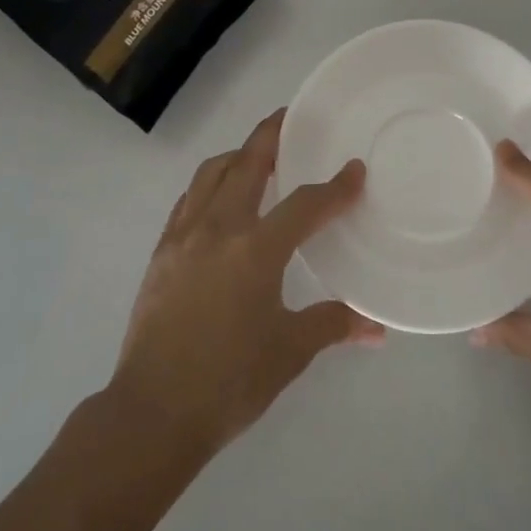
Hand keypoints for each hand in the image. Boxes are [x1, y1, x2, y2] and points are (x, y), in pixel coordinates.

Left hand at [107, 110, 383, 458]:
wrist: (154, 411)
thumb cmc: (229, 381)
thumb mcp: (290, 352)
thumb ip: (332, 325)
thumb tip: (376, 327)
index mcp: (256, 249)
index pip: (305, 204)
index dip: (335, 187)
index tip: (354, 171)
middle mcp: (217, 229)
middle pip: (246, 164)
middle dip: (270, 136)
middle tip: (288, 119)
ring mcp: (182, 237)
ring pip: (209, 175)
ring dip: (235, 157)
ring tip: (254, 157)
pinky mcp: (160, 253)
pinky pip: (187, 202)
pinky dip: (207, 187)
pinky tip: (217, 201)